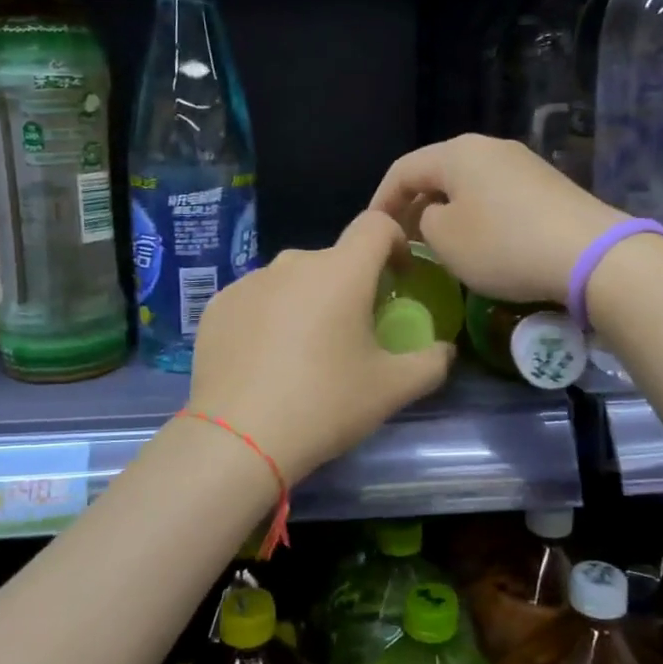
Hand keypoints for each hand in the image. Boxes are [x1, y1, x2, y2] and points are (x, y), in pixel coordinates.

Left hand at [188, 211, 454, 484]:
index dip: (395, 243)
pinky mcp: (218, 305)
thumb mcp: (392, 389)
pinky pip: (256, 300)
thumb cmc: (324, 404)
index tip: (398, 279)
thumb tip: (444, 350)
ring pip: (292, 280)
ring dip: (307, 302)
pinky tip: (265, 361)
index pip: (376, 225)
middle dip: (350, 285)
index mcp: (341, 271)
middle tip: (353, 333)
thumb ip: (430, 362)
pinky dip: (269, 318)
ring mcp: (249, 282)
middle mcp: (293, 263)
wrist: (238, 438)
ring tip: (304, 353)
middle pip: (333, 260)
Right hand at [369, 135, 627, 304]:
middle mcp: (490, 147)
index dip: (381, 201)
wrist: (591, 254)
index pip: (403, 170)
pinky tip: (481, 243)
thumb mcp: (445, 239)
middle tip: (403, 240)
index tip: (372, 232)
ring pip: (468, 185)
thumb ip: (423, 222)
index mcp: (457, 152)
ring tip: (438, 244)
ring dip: (447, 212)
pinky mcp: (547, 186)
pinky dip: (477, 216)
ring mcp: (523, 163)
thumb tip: (434, 217)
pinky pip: (496, 196)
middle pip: (438, 173)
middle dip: (415, 205)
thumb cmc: (504, 245)